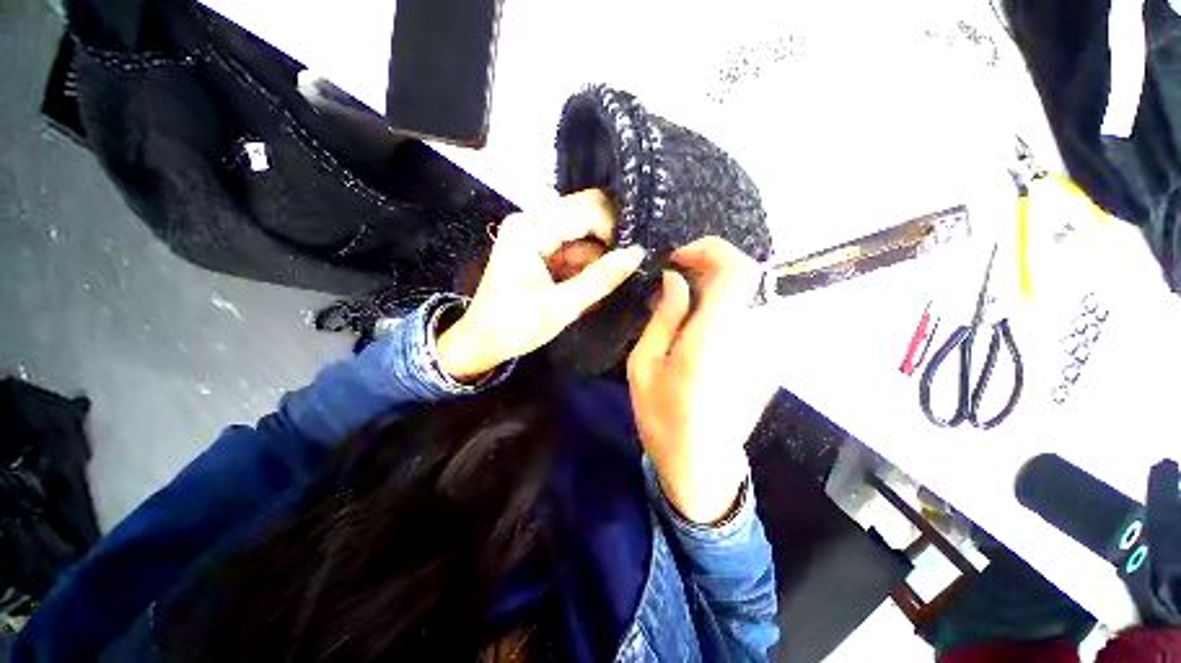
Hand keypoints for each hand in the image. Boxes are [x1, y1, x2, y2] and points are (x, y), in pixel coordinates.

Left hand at [436, 190, 644, 380]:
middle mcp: (533, 221)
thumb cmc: (514, 326)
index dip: (615, 228)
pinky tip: (592, 288)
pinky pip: (576, 249)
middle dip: (609, 242)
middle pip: (587, 216)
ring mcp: (538, 235)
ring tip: (609, 285)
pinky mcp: (542, 250)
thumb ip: (600, 279)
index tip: (633, 256)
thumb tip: (637, 253)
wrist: (483, 342)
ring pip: (585, 235)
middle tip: (628, 268)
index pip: (588, 208)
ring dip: (599, 259)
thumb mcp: (560, 307)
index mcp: (531, 228)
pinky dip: (587, 267)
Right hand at [627, 237, 775, 524]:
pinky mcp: (766, 357)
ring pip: (745, 292)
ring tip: (678, 302)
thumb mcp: (644, 366)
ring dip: (712, 285)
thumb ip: (664, 317)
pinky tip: (695, 323)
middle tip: (673, 278)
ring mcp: (764, 347)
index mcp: (715, 338)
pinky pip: (746, 313)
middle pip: (745, 275)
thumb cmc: (663, 419)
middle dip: (707, 264)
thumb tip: (675, 279)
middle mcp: (750, 336)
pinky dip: (721, 305)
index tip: (679, 258)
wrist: (702, 465)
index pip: (739, 270)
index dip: (712, 250)